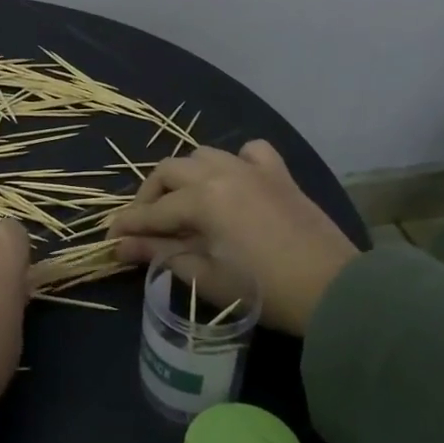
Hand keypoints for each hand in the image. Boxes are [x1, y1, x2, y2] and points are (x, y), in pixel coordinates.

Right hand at [109, 141, 358, 337]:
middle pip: (170, 171)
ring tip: (183, 202)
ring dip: (186, 175)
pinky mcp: (279, 173)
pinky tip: (233, 180)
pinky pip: (250, 152)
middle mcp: (222, 172)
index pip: (153, 210)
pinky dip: (235, 161)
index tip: (109, 237)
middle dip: (150, 195)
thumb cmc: (263, 290)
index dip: (128, 225)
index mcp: (202, 198)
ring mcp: (252, 168)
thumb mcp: (205, 276)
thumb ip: (160, 254)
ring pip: (204, 155)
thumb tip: (121, 246)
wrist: (333, 290)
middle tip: (144, 223)